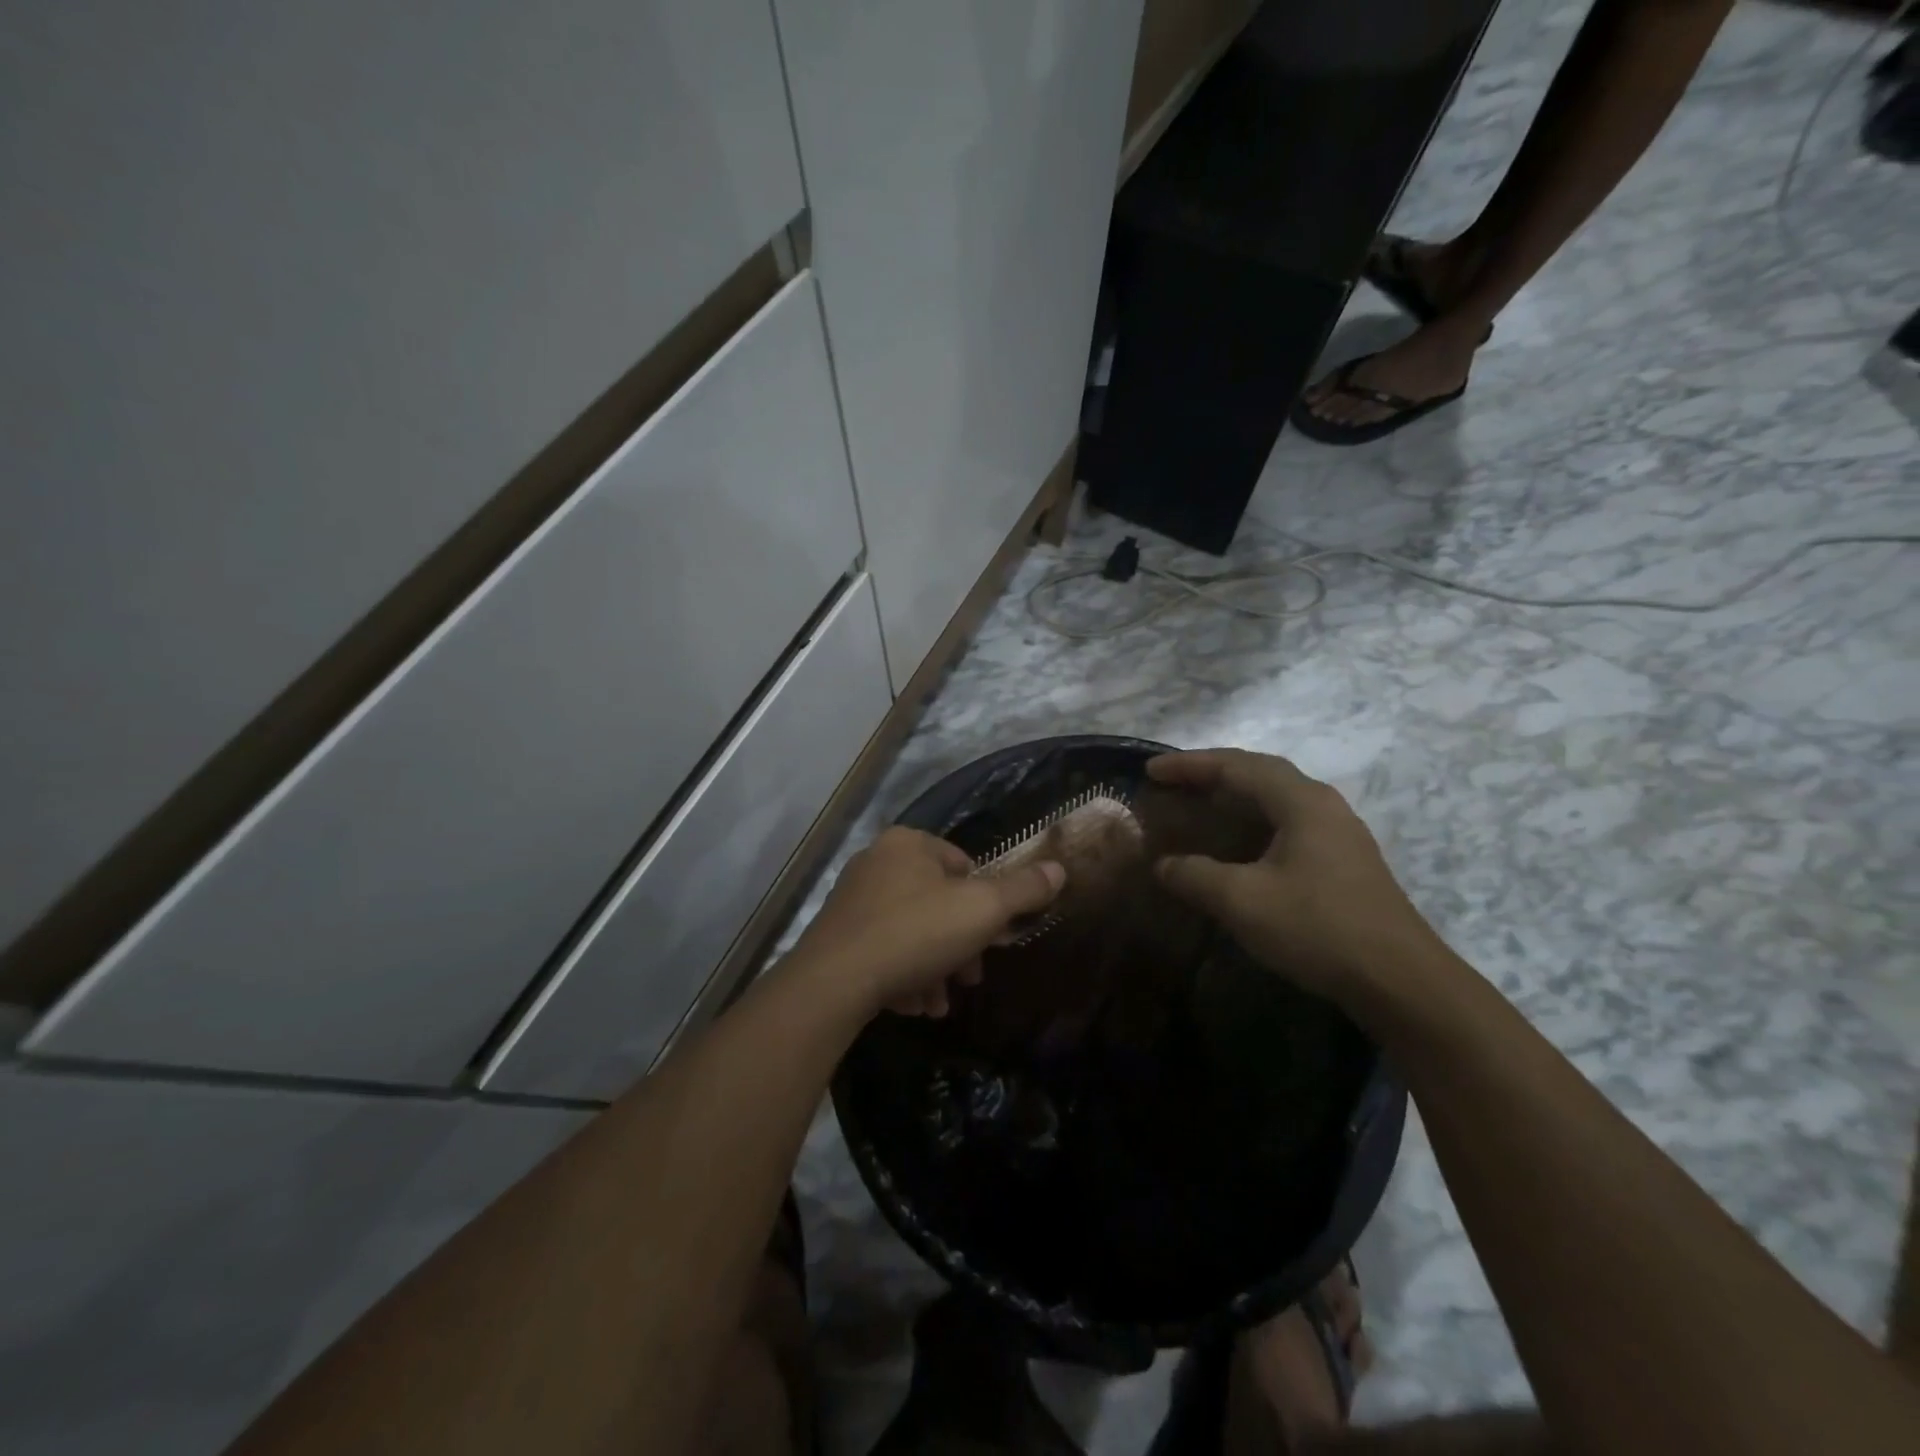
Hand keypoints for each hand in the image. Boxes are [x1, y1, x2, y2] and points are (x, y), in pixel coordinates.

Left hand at [789, 826, 1064, 1019]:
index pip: (963, 865)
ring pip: (911, 932)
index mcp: (908, 844)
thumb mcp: (982, 910)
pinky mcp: (836, 935)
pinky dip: (902, 975)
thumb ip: (1023, 890)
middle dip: (959, 945)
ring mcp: (852, 899)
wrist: (834, 981)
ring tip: (938, 1005)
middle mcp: (876, 862)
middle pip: (937, 902)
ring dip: (933, 968)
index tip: (992, 940)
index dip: (985, 904)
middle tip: (970, 979)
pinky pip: (882, 950)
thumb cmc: (916, 933)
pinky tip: (911, 1007)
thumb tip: (1059, 868)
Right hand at [1147, 749, 1442, 1004]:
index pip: (1236, 766)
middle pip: (1259, 773)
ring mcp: (1338, 833)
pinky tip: (1238, 845)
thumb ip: (1195, 875)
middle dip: (1211, 774)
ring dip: (1234, 797)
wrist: (1401, 981)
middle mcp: (1322, 805)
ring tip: (1198, 806)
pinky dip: (1252, 821)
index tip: (1150, 771)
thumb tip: (1163, 865)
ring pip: (1275, 798)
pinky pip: (1286, 822)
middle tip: (1171, 783)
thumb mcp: (1242, 901)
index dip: (1189, 765)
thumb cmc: (1318, 928)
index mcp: (1301, 801)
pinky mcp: (1343, 861)